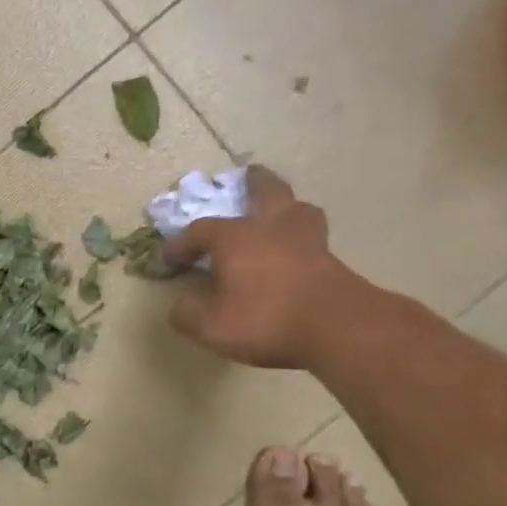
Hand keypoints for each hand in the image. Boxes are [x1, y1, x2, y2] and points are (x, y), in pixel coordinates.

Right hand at [163, 166, 361, 369]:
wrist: (337, 328)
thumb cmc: (266, 319)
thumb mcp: (211, 326)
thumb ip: (187, 313)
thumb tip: (180, 304)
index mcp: (234, 237)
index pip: (199, 231)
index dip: (180, 244)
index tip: (169, 262)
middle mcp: (270, 227)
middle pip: (264, 190)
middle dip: (252, 182)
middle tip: (246, 177)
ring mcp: (306, 240)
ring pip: (297, 208)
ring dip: (286, 206)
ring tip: (280, 213)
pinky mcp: (332, 260)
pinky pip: (312, 237)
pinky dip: (302, 238)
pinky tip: (298, 251)